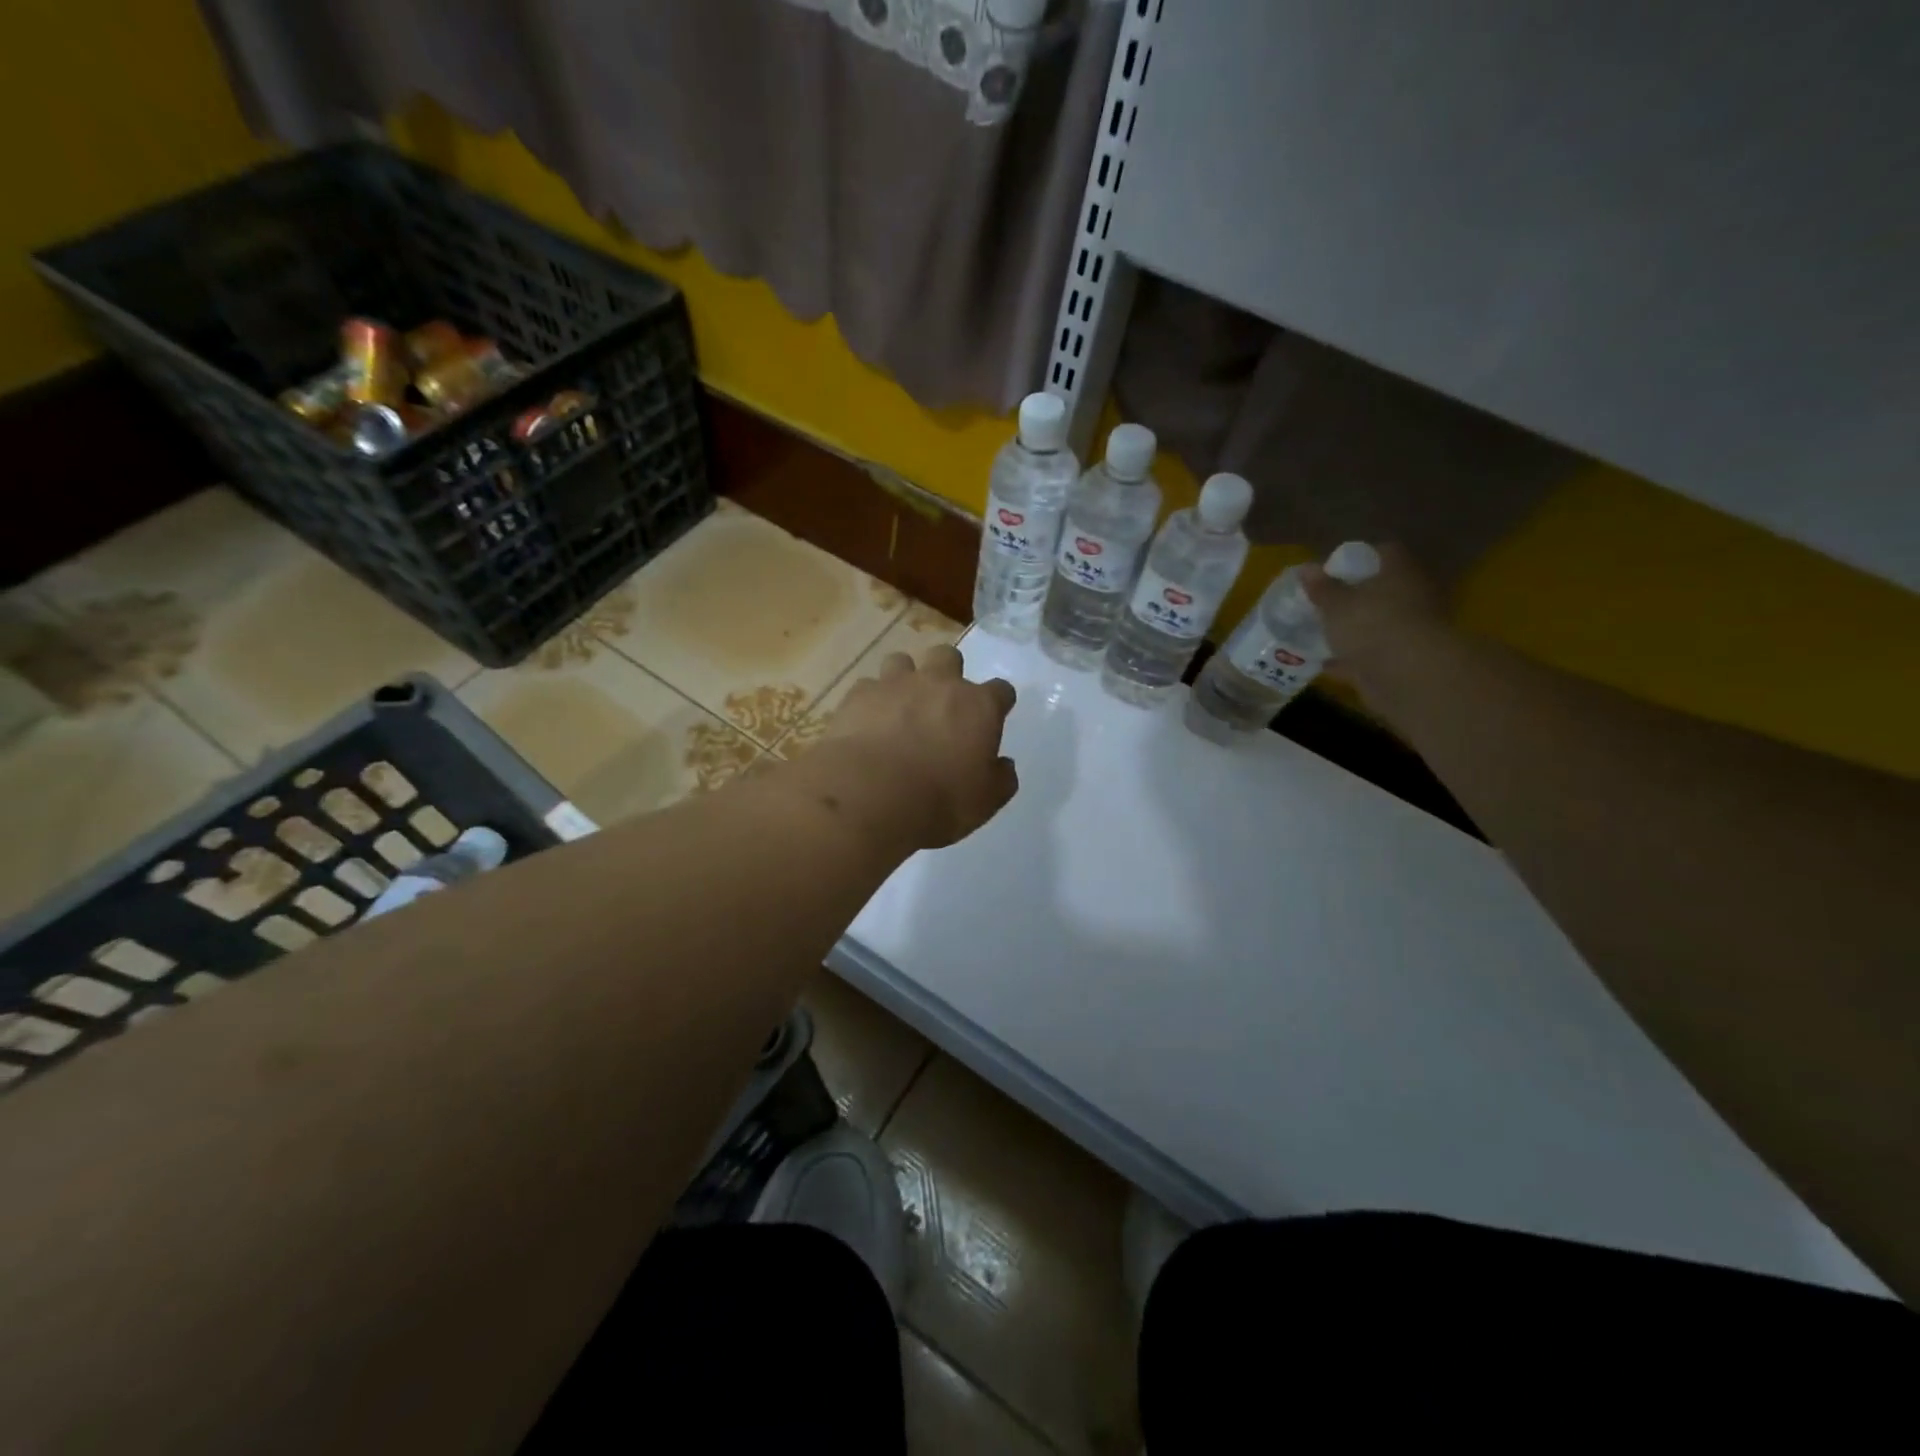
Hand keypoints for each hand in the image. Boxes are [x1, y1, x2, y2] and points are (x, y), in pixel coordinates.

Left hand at [818, 643, 1018, 849]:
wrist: (871, 794)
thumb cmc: (940, 801)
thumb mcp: (985, 801)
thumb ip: (1000, 778)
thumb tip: (1003, 765)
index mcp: (979, 706)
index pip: (1001, 691)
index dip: (997, 703)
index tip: (992, 719)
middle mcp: (940, 683)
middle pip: (949, 657)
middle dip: (948, 673)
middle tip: (941, 704)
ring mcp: (896, 683)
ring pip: (903, 661)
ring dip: (905, 679)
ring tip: (899, 706)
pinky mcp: (859, 694)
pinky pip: (868, 686)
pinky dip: (871, 701)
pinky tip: (867, 722)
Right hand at [1300, 544, 1448, 691]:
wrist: (1408, 676)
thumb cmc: (1371, 625)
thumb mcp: (1336, 604)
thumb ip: (1321, 588)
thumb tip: (1305, 568)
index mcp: (1400, 573)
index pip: (1385, 553)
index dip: (1358, 558)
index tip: (1333, 570)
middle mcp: (1411, 597)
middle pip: (1381, 589)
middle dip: (1353, 596)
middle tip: (1323, 602)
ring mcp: (1409, 630)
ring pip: (1377, 623)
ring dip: (1353, 628)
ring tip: (1320, 632)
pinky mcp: (1402, 661)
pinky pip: (1371, 654)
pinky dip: (1350, 658)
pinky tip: (1324, 662)